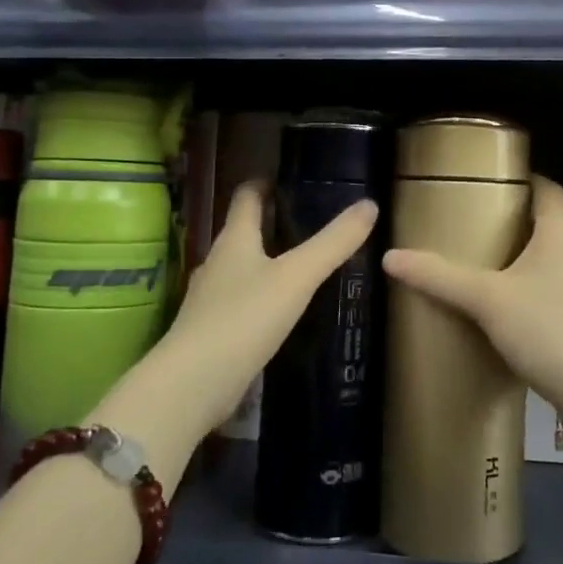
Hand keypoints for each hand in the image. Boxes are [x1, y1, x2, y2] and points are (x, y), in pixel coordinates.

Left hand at [147, 181, 377, 438]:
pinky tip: (280, 311)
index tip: (286, 180)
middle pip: (242, 232)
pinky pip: (240, 302)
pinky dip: (260, 297)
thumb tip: (369, 205)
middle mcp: (217, 262)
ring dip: (265, 262)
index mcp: (234, 240)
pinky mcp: (211, 331)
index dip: (264, 184)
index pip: (246, 197)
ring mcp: (210, 299)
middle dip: (270, 224)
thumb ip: (333, 243)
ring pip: (240, 269)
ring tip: (299, 266)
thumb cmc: (245, 318)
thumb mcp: (298, 277)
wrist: (193, 384)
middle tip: (307, 223)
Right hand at [382, 175, 562, 417]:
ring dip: (533, 265)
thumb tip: (390, 257)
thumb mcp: (487, 300)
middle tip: (479, 235)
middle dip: (518, 228)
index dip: (522, 181)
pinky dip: (547, 297)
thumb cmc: (550, 329)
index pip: (546, 188)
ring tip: (495, 278)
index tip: (491, 185)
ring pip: (561, 263)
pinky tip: (522, 320)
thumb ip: (439, 277)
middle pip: (551, 226)